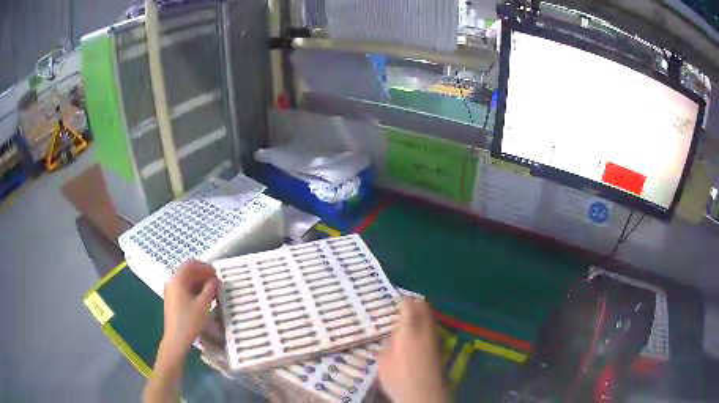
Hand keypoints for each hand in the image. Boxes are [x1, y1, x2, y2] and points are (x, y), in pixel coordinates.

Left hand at [161, 259, 218, 357]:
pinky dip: (194, 288)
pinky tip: (203, 296)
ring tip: (212, 289)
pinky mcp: (172, 298)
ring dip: (199, 281)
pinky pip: (183, 287)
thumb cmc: (190, 320)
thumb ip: (210, 289)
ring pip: (186, 279)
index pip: (191, 264)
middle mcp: (172, 281)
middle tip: (216, 281)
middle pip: (187, 270)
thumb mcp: (203, 304)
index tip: (217, 273)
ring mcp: (170, 290)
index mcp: (178, 279)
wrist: (176, 338)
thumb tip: (216, 280)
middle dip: (202, 273)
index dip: (205, 266)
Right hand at [378, 298, 446, 402]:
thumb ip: (389, 345)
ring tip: (411, 318)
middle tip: (404, 305)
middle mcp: (425, 330)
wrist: (423, 393)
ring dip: (422, 314)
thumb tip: (394, 337)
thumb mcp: (384, 360)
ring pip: (431, 317)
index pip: (409, 306)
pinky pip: (433, 328)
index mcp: (409, 329)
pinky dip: (426, 325)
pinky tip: (418, 334)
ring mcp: (435, 338)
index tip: (396, 300)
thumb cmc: (398, 377)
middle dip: (415, 304)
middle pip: (424, 308)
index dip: (402, 301)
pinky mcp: (439, 348)